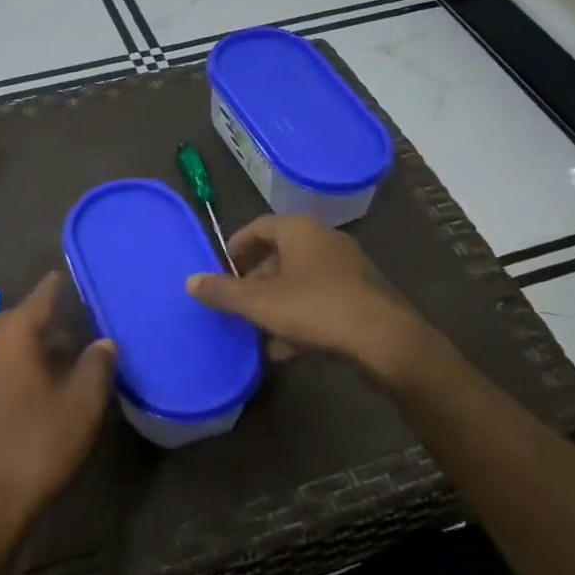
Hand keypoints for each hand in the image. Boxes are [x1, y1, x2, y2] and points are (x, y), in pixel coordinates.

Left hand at [0, 272, 117, 543]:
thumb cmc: (40, 444)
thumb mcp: (83, 403)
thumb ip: (97, 365)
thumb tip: (103, 342)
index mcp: (13, 338)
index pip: (40, 297)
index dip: (58, 286)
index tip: (70, 274)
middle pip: (20, 320)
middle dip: (48, 317)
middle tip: (78, 319)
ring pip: (7, 345)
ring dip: (34, 343)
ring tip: (65, 351)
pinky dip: (21, 364)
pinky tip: (42, 383)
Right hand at [187, 214, 428, 380]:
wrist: (384, 339)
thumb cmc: (315, 309)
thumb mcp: (259, 303)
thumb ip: (223, 292)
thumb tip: (190, 281)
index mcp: (300, 231)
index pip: (260, 226)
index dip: (238, 245)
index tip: (222, 267)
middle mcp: (325, 241)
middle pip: (281, 254)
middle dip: (256, 279)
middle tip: (237, 301)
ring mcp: (348, 268)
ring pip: (301, 280)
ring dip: (277, 301)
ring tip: (257, 328)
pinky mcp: (362, 295)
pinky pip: (321, 300)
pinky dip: (300, 316)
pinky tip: (286, 348)